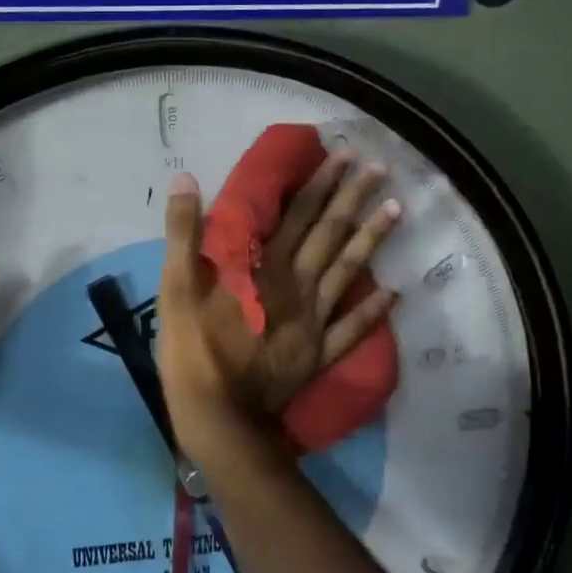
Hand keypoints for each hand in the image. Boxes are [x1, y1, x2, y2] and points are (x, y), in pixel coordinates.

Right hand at [156, 154, 398, 477]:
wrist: (218, 417)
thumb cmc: (193, 350)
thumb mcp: (174, 287)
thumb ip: (184, 233)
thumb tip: (186, 179)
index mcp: (263, 268)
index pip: (297, 215)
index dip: (321, 184)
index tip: (346, 156)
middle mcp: (296, 287)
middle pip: (329, 236)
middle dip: (353, 199)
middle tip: (380, 168)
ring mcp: (313, 322)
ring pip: (348, 273)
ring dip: (372, 240)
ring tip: (398, 209)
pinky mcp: (318, 354)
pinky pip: (353, 329)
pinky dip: (374, 311)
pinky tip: (396, 292)